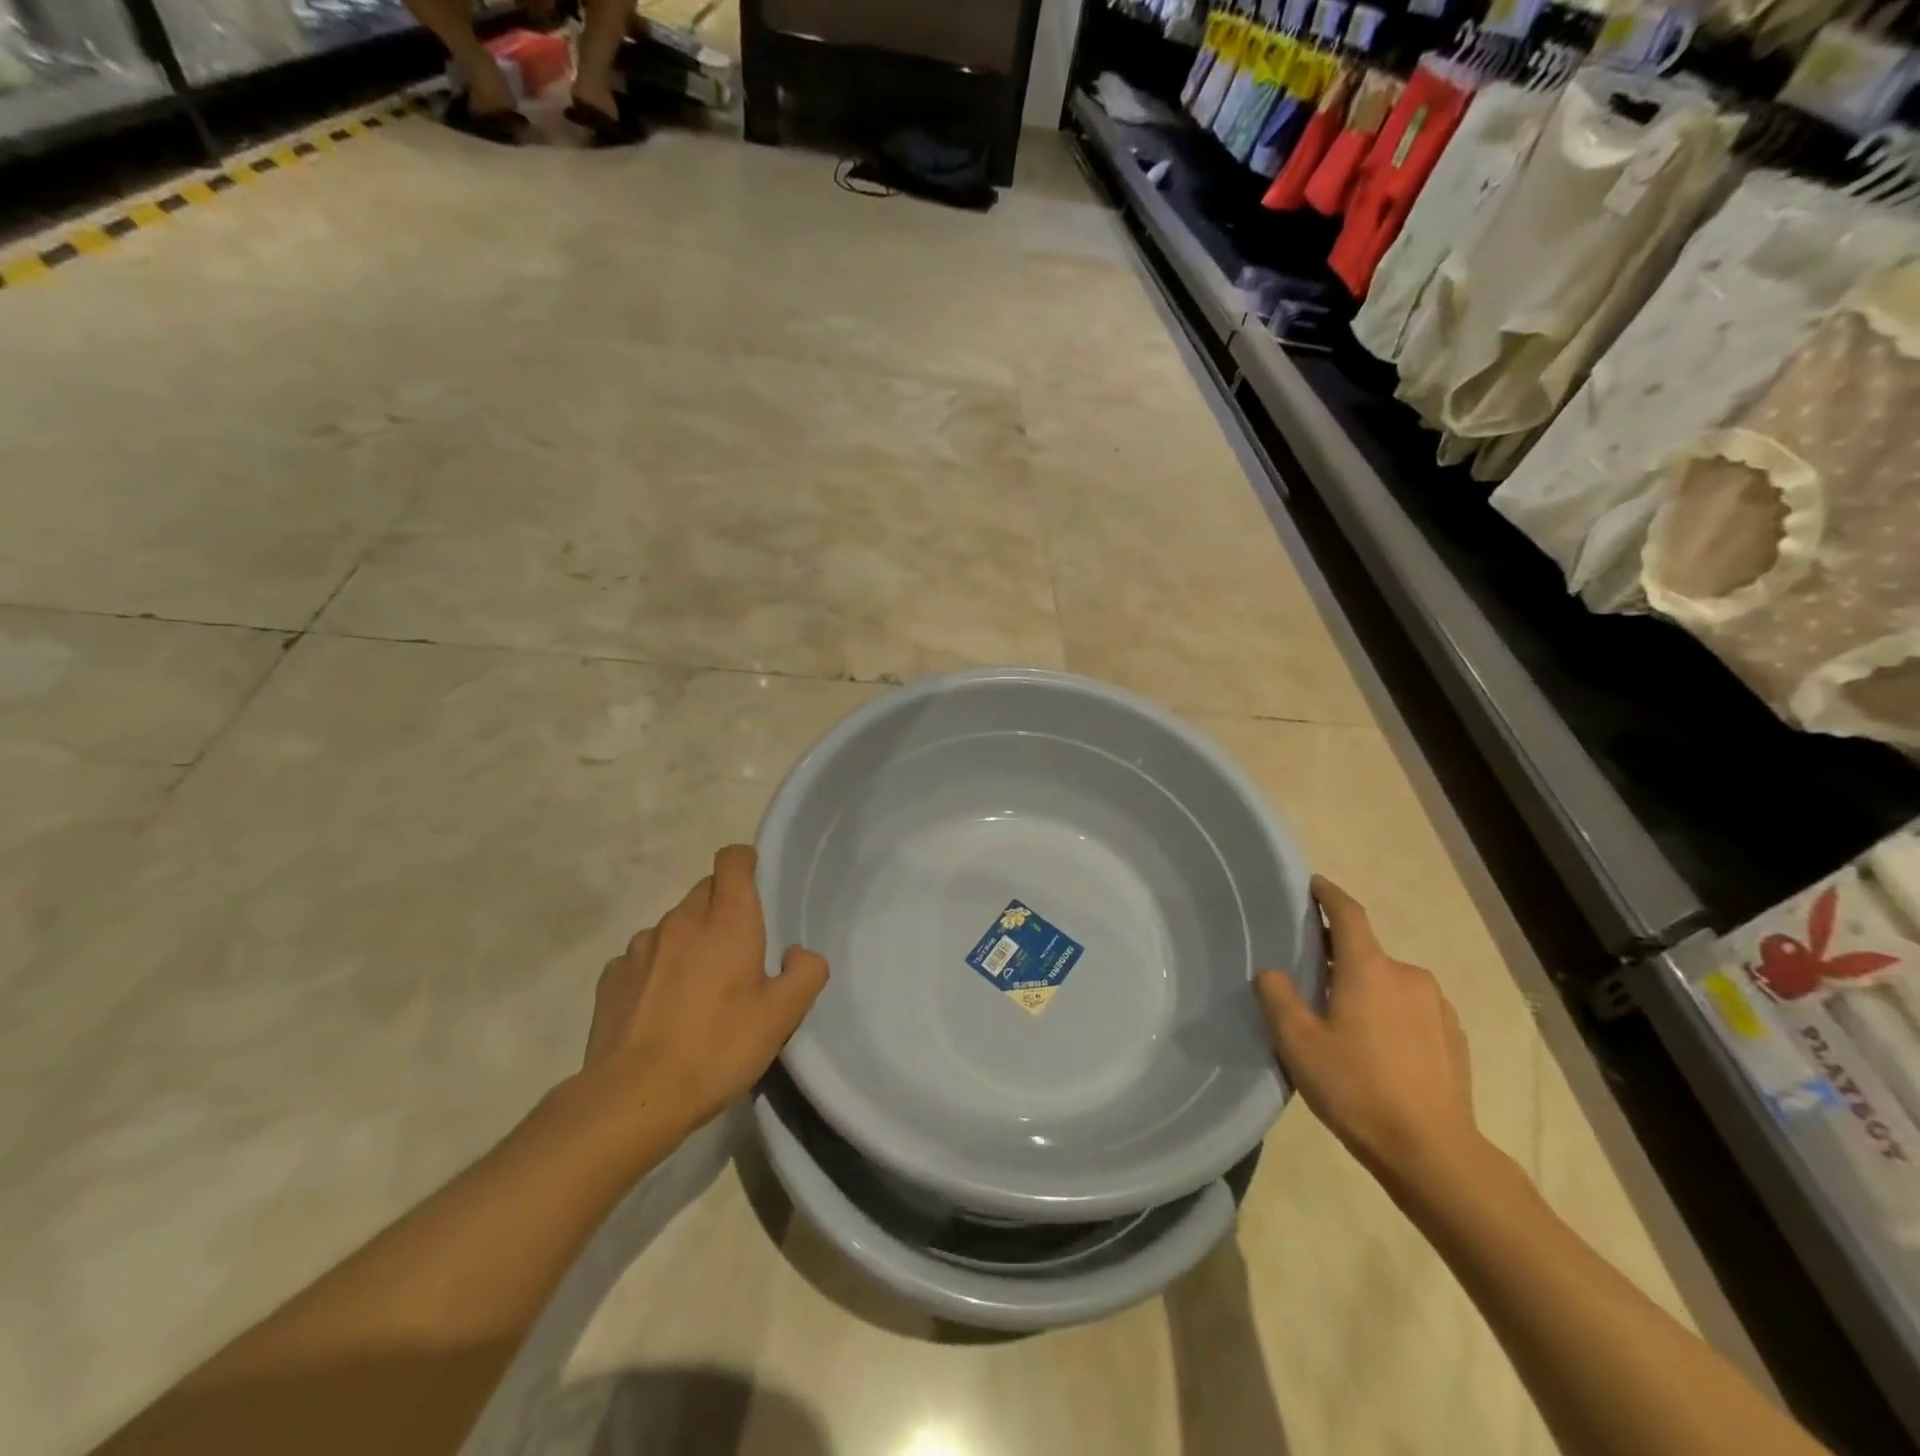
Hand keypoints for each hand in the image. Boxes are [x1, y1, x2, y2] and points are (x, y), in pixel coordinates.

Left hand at [579, 845, 828, 1140]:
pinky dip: (657, 968)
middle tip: (739, 949)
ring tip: (698, 985)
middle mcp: (682, 920)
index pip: (732, 859)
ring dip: (690, 939)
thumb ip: (806, 972)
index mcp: (727, 920)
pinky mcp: (612, 976)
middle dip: (723, 906)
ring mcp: (641, 946)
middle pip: (705, 890)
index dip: (745, 862)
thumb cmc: (718, 1048)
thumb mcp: (782, 1016)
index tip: (756, 882)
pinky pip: (643, 956)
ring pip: (674, 924)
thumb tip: (796, 952)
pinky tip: (662, 1007)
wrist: (634, 1097)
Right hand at [1255, 876, 1481, 1190]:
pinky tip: (1377, 1048)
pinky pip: (1412, 1010)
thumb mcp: (1297, 1043)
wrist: (1433, 1152)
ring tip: (1343, 1021)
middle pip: (1365, 952)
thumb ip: (1278, 998)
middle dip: (1339, 958)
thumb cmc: (1357, 1088)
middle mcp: (1407, 975)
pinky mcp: (1454, 1037)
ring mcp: (1437, 1006)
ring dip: (1365, 989)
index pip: (1347, 913)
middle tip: (1311, 979)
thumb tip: (1272, 973)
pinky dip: (1390, 1014)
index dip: (1328, 894)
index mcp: (1369, 968)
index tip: (1313, 884)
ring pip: (1389, 983)